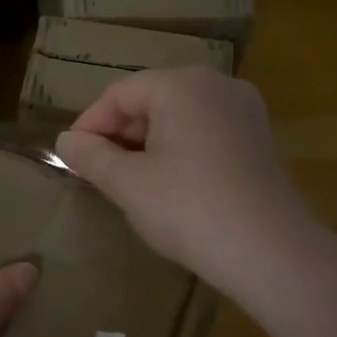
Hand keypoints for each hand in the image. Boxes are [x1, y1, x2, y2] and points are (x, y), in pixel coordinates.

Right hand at [54, 66, 311, 298]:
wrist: (271, 251)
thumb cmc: (188, 208)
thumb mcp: (128, 184)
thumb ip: (91, 156)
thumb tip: (66, 141)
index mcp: (181, 84)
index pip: (119, 94)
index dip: (89, 125)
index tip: (71, 159)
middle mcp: (217, 85)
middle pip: (151, 100)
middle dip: (119, 135)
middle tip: (97, 174)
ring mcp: (244, 111)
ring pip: (179, 118)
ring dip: (147, 145)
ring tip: (129, 183)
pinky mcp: (260, 139)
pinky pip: (205, 133)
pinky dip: (179, 151)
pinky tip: (170, 187)